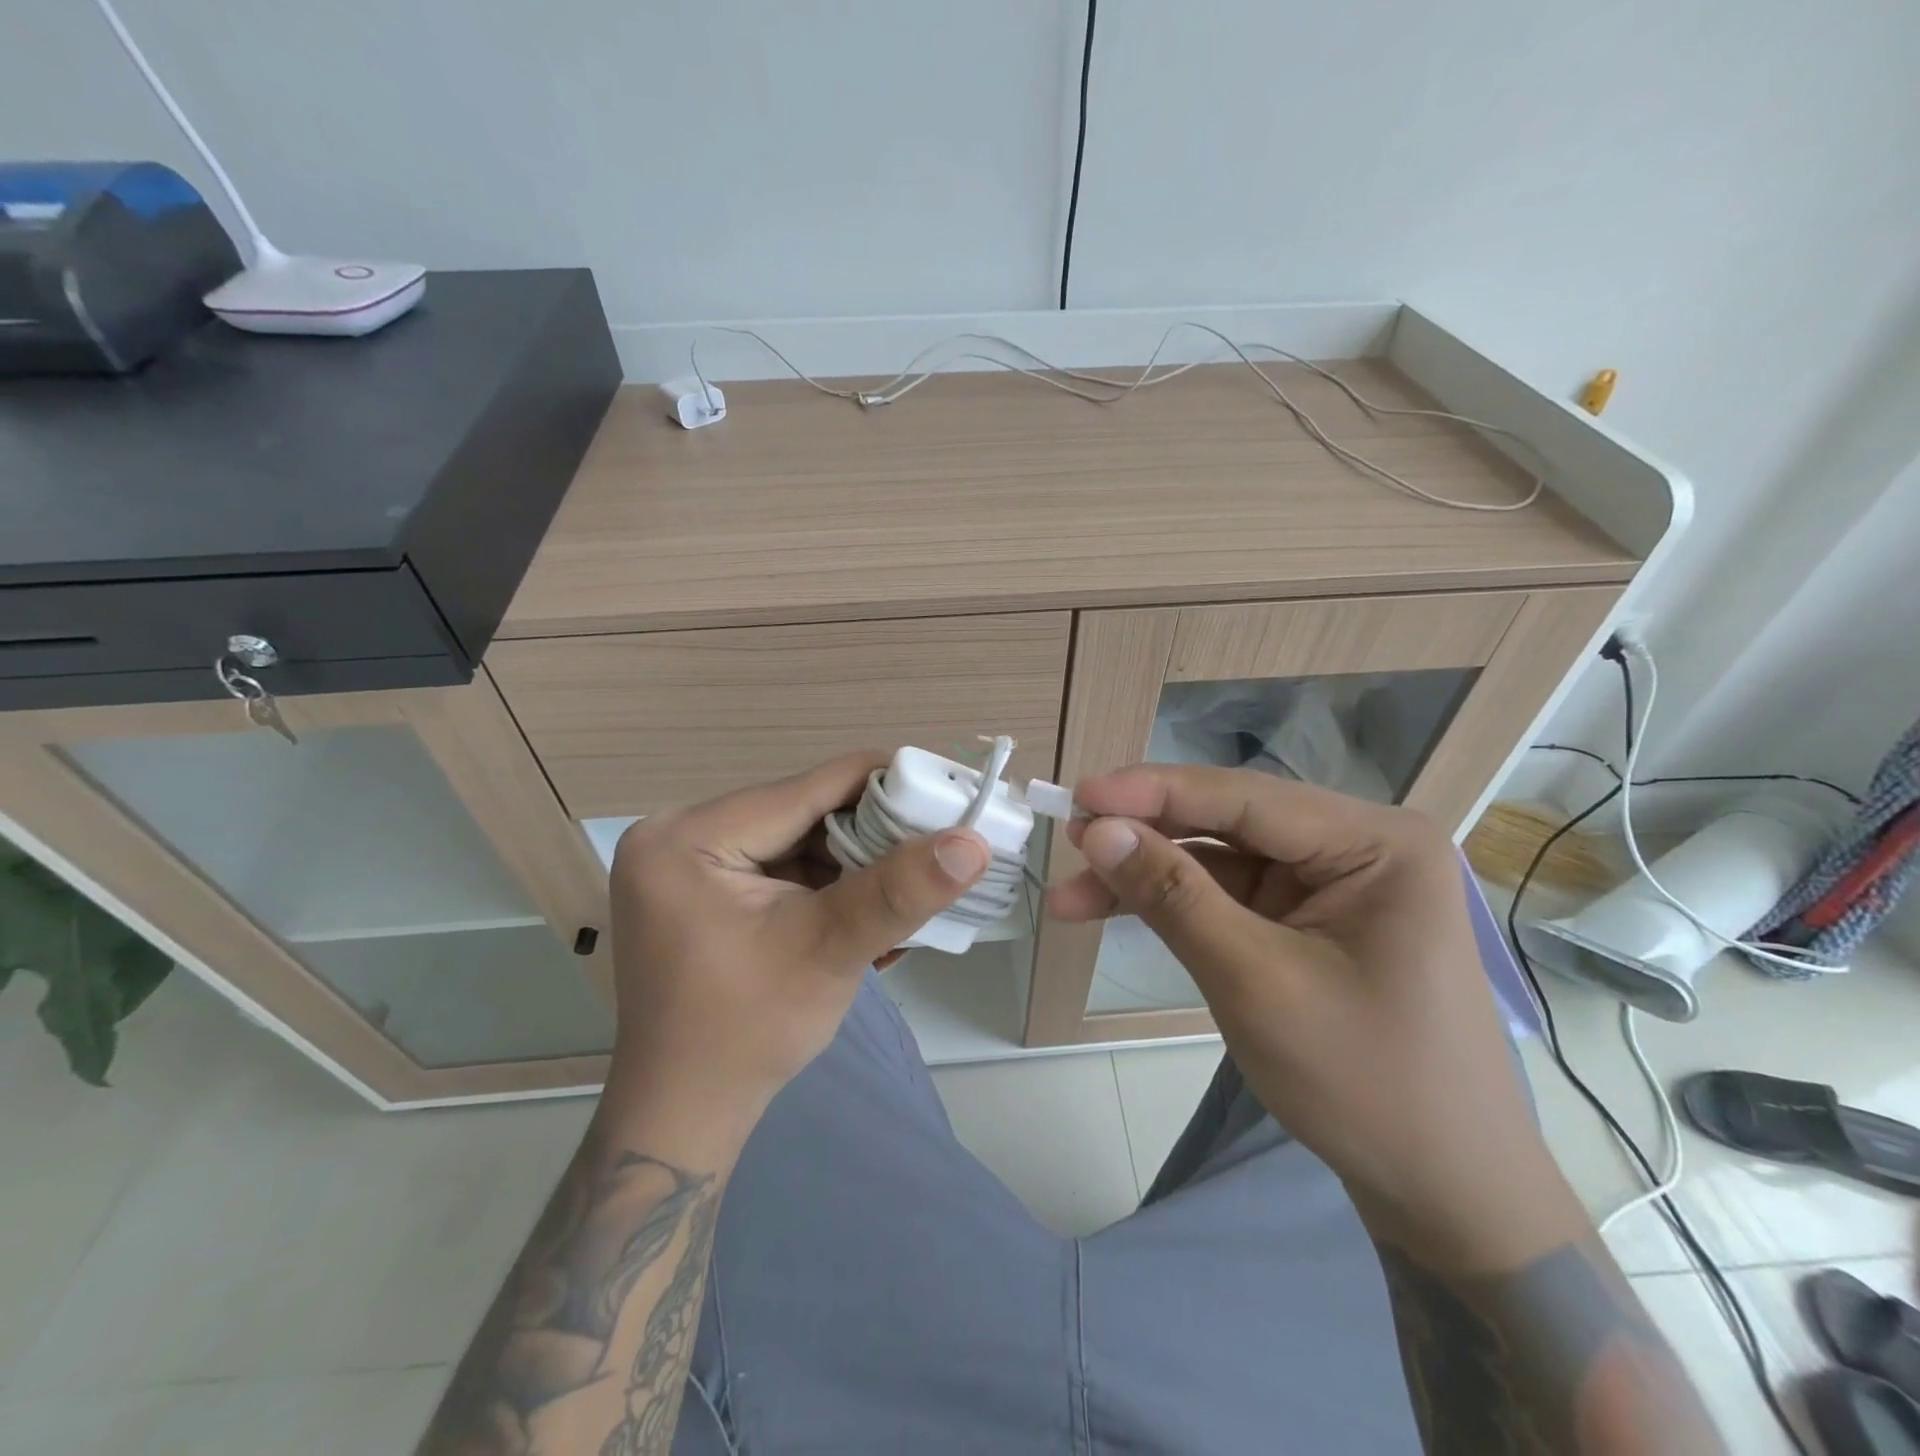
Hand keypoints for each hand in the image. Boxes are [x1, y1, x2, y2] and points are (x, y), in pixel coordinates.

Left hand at [604, 752, 989, 1162]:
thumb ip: (899, 891)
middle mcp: (680, 834)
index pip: (805, 788)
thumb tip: (973, 842)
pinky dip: (828, 883)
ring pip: (799, 839)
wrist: (686, 1114)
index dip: (883, 783)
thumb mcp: (829, 951)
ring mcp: (690, 863)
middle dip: (872, 833)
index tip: (948, 787)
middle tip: (937, 845)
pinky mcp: (705, 889)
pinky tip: (870, 908)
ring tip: (912, 883)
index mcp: (689, 836)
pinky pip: (781, 866)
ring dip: (856, 861)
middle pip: (802, 812)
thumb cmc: (747, 1033)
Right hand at [1048, 765, 1586, 1273]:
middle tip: (1067, 843)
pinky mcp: (1310, 920)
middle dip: (1144, 838)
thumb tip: (1098, 831)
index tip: (1077, 796)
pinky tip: (1117, 910)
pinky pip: (1231, 895)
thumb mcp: (1256, 982)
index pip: (1244, 797)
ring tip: (1072, 896)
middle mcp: (1358, 847)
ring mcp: (1333, 884)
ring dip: (1148, 876)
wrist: (1446, 1196)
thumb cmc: (1366, 1084)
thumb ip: (1174, 897)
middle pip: (1228, 823)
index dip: (1152, 792)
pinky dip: (1175, 905)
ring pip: (1219, 859)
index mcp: (1376, 843)